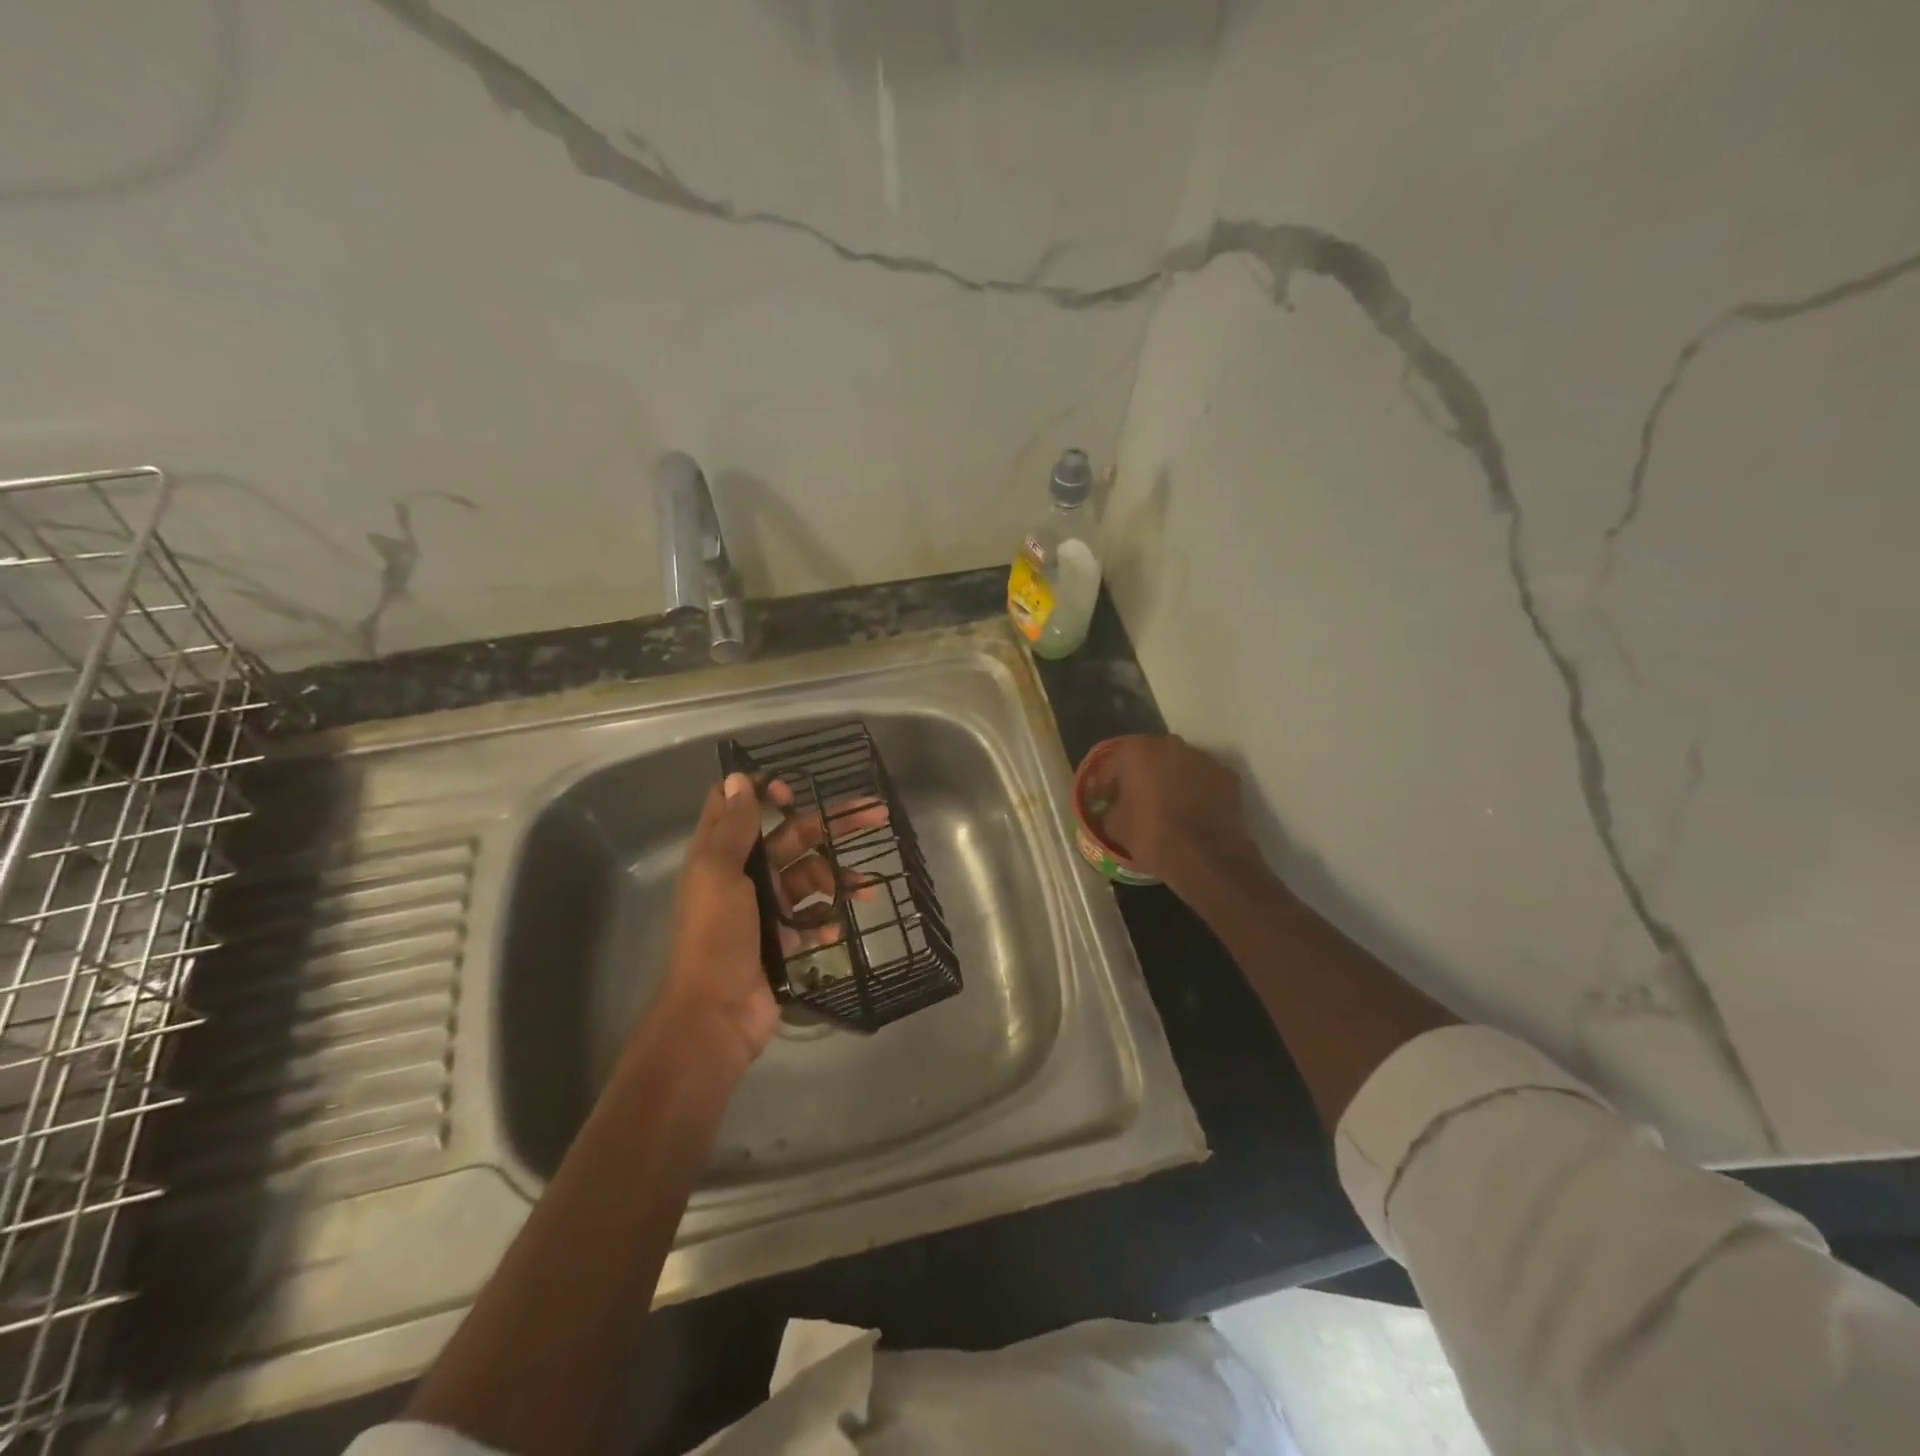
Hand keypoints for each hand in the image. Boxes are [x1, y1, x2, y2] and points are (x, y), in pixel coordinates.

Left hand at [653, 773, 892, 1068]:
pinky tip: (840, 923)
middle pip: (791, 838)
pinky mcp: (781, 940)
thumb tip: (739, 778)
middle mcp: (743, 875)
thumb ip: (733, 828)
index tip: (795, 791)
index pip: (739, 808)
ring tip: (869, 886)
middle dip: (830, 825)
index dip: (764, 792)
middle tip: (875, 814)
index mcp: (722, 855)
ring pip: (810, 878)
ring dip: (839, 878)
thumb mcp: (719, 874)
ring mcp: (765, 909)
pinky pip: (812, 918)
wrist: (715, 1014)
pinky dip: (828, 918)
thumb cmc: (715, 936)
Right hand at [1081, 734, 1258, 892]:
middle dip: (1137, 776)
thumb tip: (1111, 808)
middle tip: (1131, 800)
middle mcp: (1169, 744)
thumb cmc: (1152, 836)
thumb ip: (1108, 809)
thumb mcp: (1114, 826)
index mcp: (1136, 751)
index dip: (1103, 785)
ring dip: (1167, 780)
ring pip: (1176, 765)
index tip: (1100, 801)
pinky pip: (1201, 779)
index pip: (1110, 764)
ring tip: (1163, 806)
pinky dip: (1193, 790)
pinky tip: (1189, 811)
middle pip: (1146, 758)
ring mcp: (1202, 757)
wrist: (1206, 858)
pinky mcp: (1227, 775)